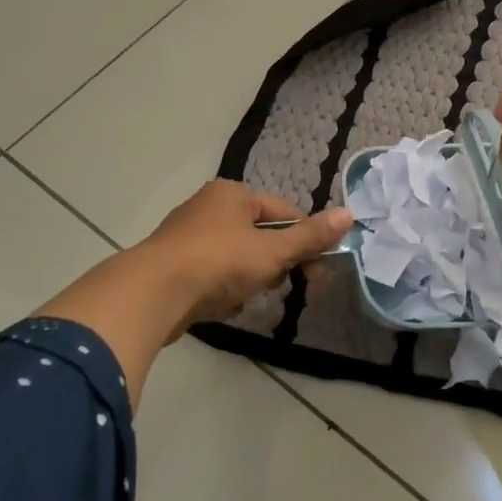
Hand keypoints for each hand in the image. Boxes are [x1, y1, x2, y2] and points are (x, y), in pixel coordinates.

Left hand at [34, 180, 350, 407]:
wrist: (152, 293)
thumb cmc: (219, 262)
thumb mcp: (273, 251)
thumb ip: (311, 237)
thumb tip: (349, 214)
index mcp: (232, 194)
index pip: (283, 212)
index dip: (302, 240)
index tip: (315, 269)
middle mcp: (207, 207)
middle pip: (259, 236)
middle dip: (273, 264)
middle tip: (278, 285)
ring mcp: (186, 237)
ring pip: (236, 258)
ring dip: (248, 280)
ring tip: (244, 297)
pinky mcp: (172, 266)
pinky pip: (212, 276)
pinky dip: (222, 290)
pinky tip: (222, 306)